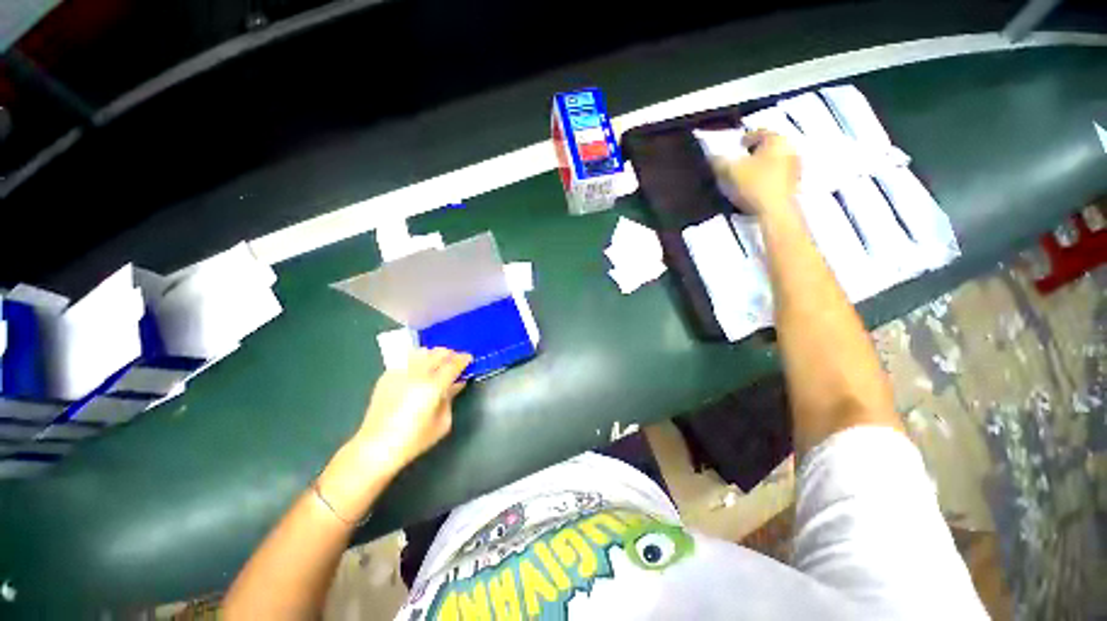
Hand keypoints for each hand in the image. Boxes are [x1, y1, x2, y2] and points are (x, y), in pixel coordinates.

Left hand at [350, 347, 472, 474]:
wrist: (376, 447)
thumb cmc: (414, 439)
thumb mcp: (443, 422)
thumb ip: (451, 398)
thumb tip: (456, 383)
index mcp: (433, 386)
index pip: (453, 364)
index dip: (463, 359)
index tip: (469, 358)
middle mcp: (417, 374)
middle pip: (438, 353)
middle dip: (450, 354)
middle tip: (455, 361)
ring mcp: (400, 373)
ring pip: (422, 352)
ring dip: (433, 354)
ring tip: (437, 363)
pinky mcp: (387, 376)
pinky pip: (406, 360)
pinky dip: (417, 360)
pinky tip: (419, 371)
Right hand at [713, 130, 800, 217]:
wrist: (775, 210)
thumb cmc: (755, 184)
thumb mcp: (731, 170)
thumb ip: (720, 161)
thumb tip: (712, 157)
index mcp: (777, 140)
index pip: (761, 132)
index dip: (747, 137)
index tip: (738, 144)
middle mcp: (790, 149)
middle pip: (770, 146)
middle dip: (756, 151)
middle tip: (742, 158)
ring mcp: (794, 167)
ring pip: (774, 161)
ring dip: (761, 165)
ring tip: (746, 174)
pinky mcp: (793, 184)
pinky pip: (777, 175)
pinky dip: (766, 177)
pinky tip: (755, 186)